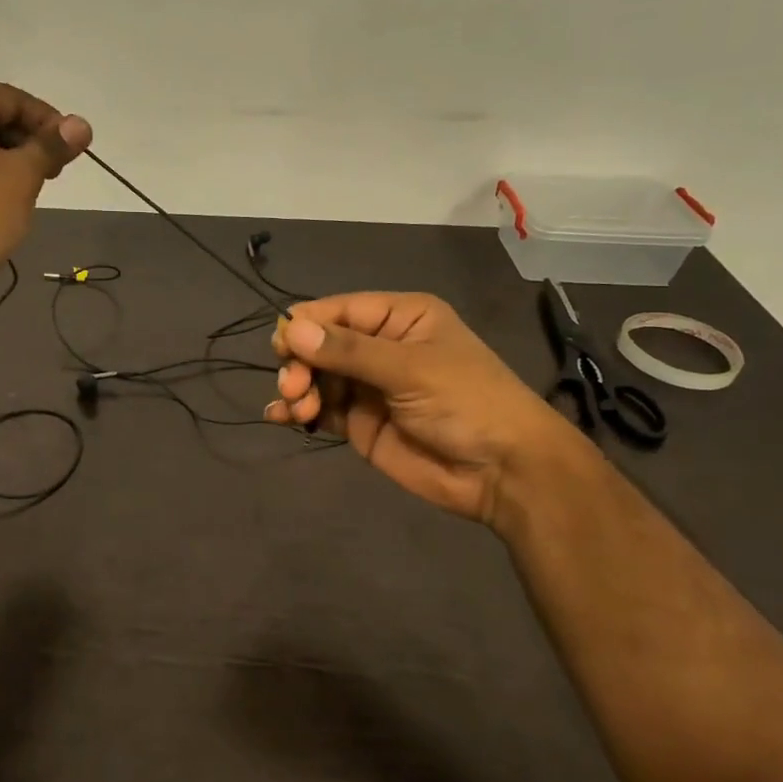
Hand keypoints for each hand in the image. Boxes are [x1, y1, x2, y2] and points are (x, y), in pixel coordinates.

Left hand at [0, 83, 91, 285]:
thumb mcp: (24, 174)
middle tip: (57, 169)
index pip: (10, 98)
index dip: (47, 120)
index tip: (71, 148)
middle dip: (30, 139)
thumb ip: (53, 144)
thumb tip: (82, 124)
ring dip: (13, 157)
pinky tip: (10, 195)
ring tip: (38, 184)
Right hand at [264, 291, 590, 527]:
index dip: (305, 325)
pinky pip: (321, 409)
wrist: (502, 471)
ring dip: (297, 389)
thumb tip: (290, 329)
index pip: (337, 310)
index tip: (281, 347)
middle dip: (300, 363)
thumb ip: (348, 351)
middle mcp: (379, 346)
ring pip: (315, 377)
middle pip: (319, 344)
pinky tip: (280, 419)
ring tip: (298, 410)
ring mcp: (368, 386)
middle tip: (295, 388)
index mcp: (398, 317)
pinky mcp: (360, 422)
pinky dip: (298, 412)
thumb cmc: (466, 402)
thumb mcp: (409, 369)